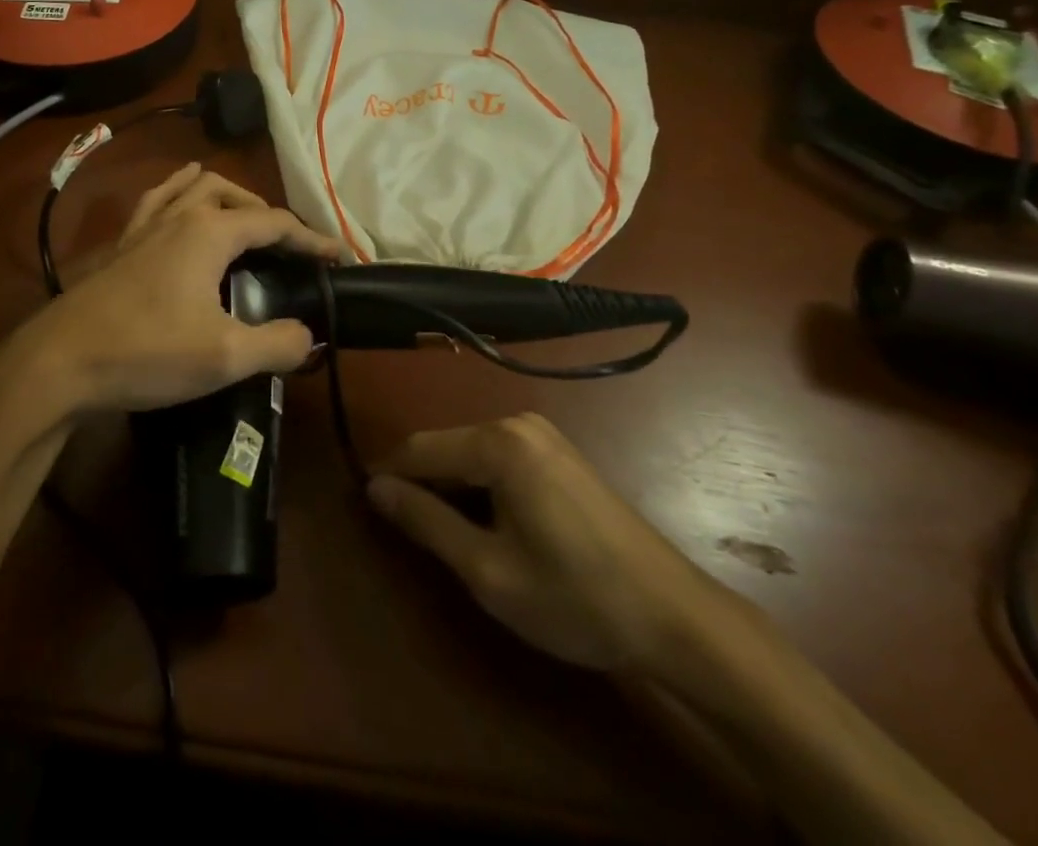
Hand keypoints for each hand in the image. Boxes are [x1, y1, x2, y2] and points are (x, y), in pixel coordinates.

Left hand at [12, 164, 339, 414]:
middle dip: (268, 214)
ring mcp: (146, 227)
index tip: (337, 257)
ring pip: (194, 187)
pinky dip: (180, 195)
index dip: (311, 239)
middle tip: (287, 250)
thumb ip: (277, 344)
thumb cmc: (146, 353)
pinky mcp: (123, 244)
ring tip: (243, 222)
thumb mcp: (224, 357)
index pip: (275, 223)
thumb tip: (308, 336)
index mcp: (210, 232)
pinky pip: (157, 201)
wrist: (60, 362)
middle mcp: (180, 216)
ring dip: (227, 197)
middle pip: (235, 194)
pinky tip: (182, 209)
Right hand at [368, 413, 739, 676]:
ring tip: (444, 534)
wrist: (672, 615)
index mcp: (498, 442)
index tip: (365, 509)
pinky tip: (487, 524)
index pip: (419, 449)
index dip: (387, 477)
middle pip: (445, 446)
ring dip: (450, 486)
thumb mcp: (488, 570)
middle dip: (420, 483)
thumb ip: (426, 522)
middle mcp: (516, 422)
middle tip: (407, 534)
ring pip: (470, 452)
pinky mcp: (559, 452)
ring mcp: (542, 434)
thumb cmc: (573, 596)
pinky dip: (480, 485)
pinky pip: (499, 457)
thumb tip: (373, 488)